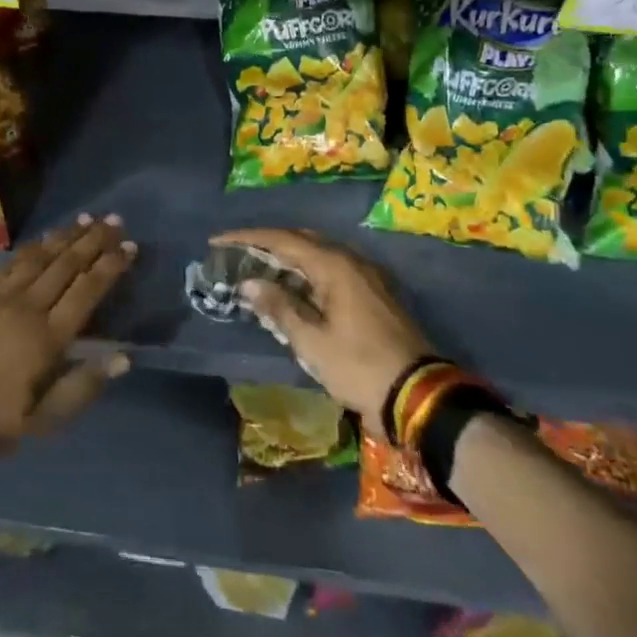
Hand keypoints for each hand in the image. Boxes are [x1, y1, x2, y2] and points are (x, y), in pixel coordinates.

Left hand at [0, 214, 135, 460]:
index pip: (87, 291)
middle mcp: (27, 307)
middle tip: (113, 221)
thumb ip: (82, 387)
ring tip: (84, 220)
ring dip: (64, 237)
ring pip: (38, 258)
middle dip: (93, 241)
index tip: (130, 245)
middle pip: (66, 265)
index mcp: (47, 337)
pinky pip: (7, 263)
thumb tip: (123, 357)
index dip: (110, 266)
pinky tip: (40, 240)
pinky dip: (29, 248)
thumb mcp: (40, 422)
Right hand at [212, 228, 431, 431]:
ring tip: (257, 271)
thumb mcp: (312, 342)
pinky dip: (305, 275)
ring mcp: (365, 276)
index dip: (247, 239)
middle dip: (266, 245)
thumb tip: (249, 283)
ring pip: (316, 256)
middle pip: (300, 241)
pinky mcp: (372, 294)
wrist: (419, 397)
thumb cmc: (360, 367)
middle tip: (236, 254)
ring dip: (286, 261)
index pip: (282, 240)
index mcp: (334, 265)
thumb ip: (279, 307)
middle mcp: (351, 261)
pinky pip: (330, 272)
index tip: (217, 242)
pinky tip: (291, 290)